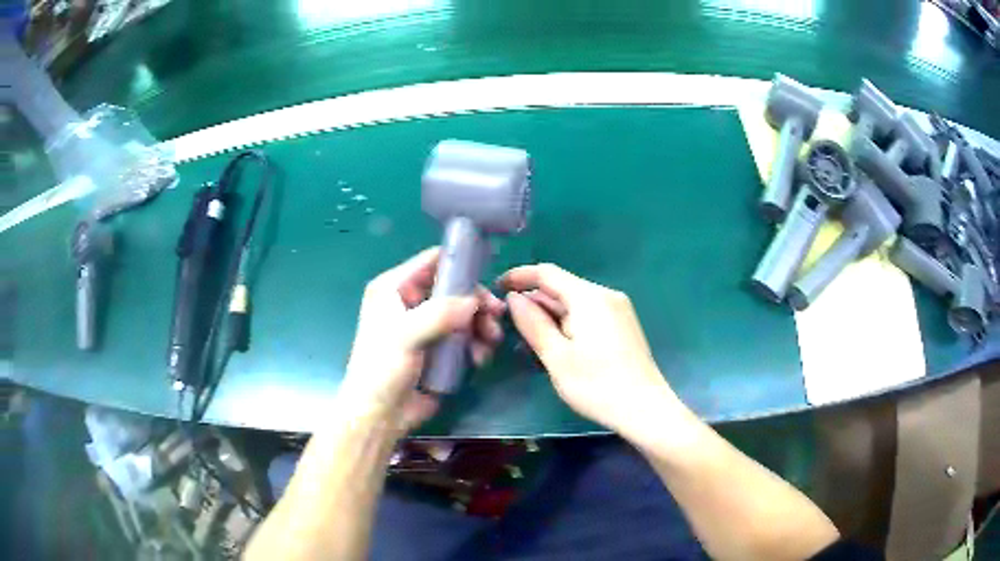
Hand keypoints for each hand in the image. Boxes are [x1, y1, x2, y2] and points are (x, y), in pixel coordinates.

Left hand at [339, 248, 504, 433]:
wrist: (381, 414)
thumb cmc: (382, 369)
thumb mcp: (405, 335)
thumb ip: (439, 313)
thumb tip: (474, 302)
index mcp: (394, 287)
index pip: (432, 261)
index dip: (460, 263)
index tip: (487, 274)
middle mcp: (412, 301)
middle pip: (455, 288)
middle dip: (477, 301)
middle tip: (495, 315)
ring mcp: (428, 326)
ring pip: (465, 313)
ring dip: (481, 325)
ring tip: (490, 342)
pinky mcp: (440, 348)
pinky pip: (466, 336)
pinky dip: (477, 343)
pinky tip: (479, 359)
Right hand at [500, 264, 680, 434]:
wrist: (645, 409)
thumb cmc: (597, 385)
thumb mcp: (557, 357)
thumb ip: (533, 323)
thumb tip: (514, 297)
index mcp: (589, 297)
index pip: (547, 273)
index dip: (519, 276)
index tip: (495, 287)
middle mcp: (606, 295)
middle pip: (562, 288)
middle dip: (534, 302)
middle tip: (508, 324)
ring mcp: (618, 309)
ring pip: (574, 303)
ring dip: (550, 315)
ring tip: (528, 340)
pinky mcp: (623, 325)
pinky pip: (588, 314)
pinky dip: (567, 323)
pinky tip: (557, 344)